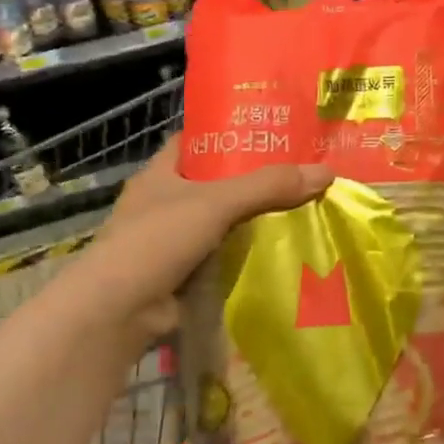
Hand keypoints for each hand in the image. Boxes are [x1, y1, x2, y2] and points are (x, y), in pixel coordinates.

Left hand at [90, 136, 333, 337]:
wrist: (116, 313)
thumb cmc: (157, 240)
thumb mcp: (217, 203)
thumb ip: (270, 186)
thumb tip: (327, 171)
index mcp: (160, 174)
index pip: (197, 141)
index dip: (229, 132)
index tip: (270, 130)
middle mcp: (163, 203)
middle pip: (215, 182)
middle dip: (253, 178)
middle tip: (299, 169)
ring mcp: (170, 242)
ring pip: (221, 221)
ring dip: (252, 219)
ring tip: (301, 206)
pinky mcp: (180, 275)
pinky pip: (221, 256)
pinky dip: (245, 254)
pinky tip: (280, 250)